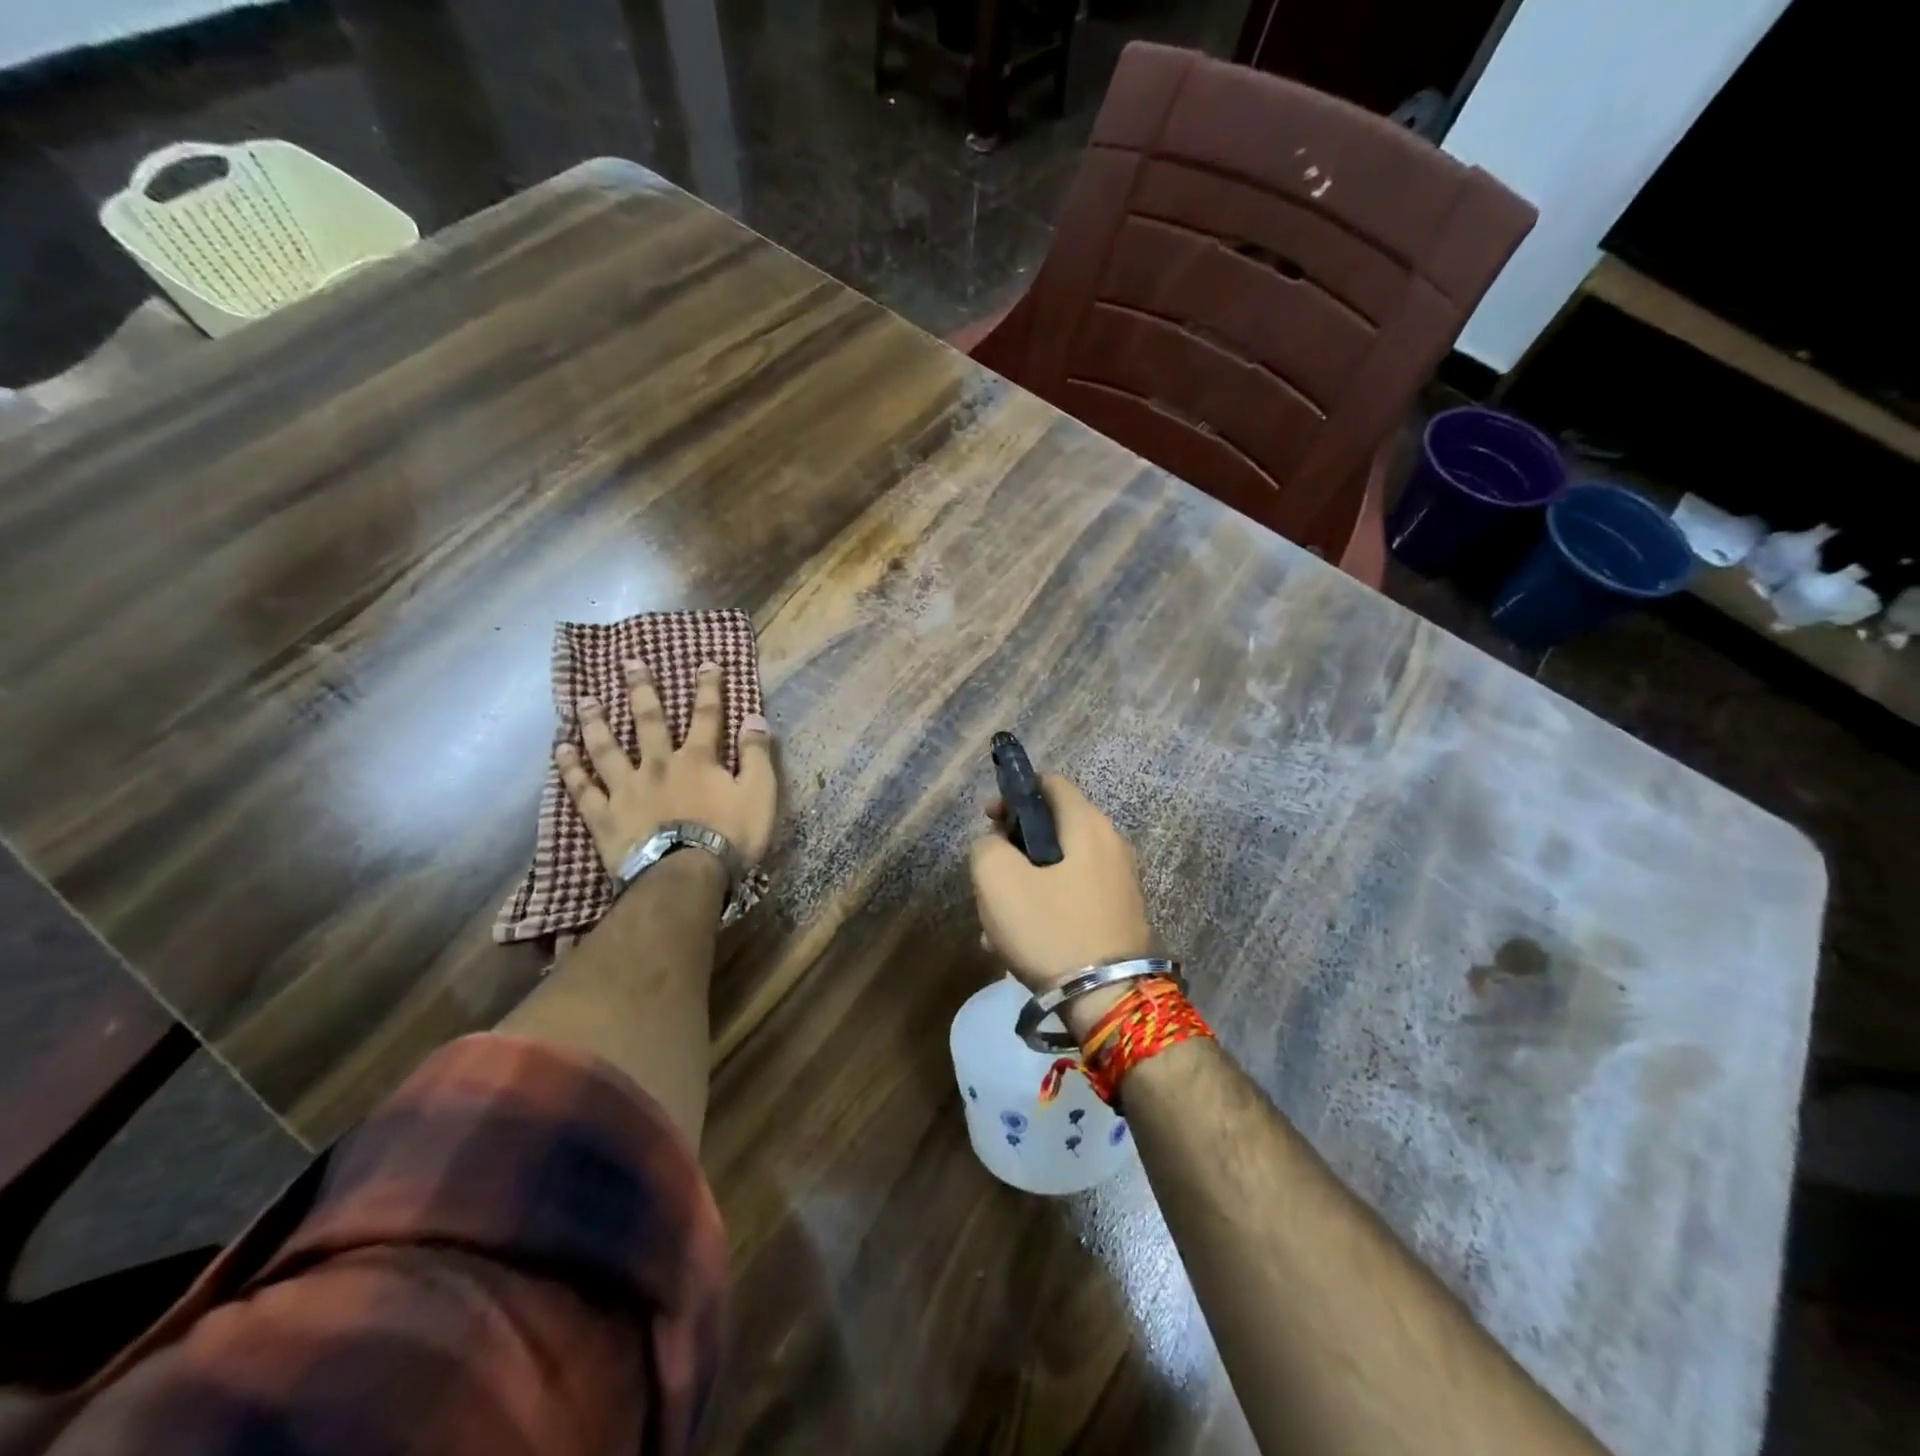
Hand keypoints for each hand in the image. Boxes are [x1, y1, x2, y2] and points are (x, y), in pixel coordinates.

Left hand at [555, 660, 777, 872]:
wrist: (684, 877)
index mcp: (697, 759)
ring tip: (584, 701)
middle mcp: (658, 765)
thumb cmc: (729, 837)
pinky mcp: (605, 817)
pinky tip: (560, 751)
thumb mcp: (759, 795)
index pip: (707, 715)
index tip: (706, 662)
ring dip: (596, 723)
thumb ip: (756, 755)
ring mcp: (627, 790)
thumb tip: (754, 718)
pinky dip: (570, 769)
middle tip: (630, 663)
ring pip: (607, 749)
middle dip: (642, 690)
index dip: (709, 688)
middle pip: (648, 721)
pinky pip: (583, 789)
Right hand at [969, 774, 1153, 995]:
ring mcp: (1119, 883)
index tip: (989, 822)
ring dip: (1023, 886)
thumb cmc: (1051, 929)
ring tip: (996, 923)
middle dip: (1014, 848)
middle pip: (1052, 828)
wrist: (1109, 1000)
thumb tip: (996, 847)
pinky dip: (1044, 909)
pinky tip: (1018, 945)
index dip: (1013, 794)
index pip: (1049, 783)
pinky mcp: (1119, 917)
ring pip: (1058, 869)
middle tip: (990, 876)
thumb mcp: (998, 880)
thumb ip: (986, 848)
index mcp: (1087, 825)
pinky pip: (1072, 898)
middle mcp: (1111, 845)